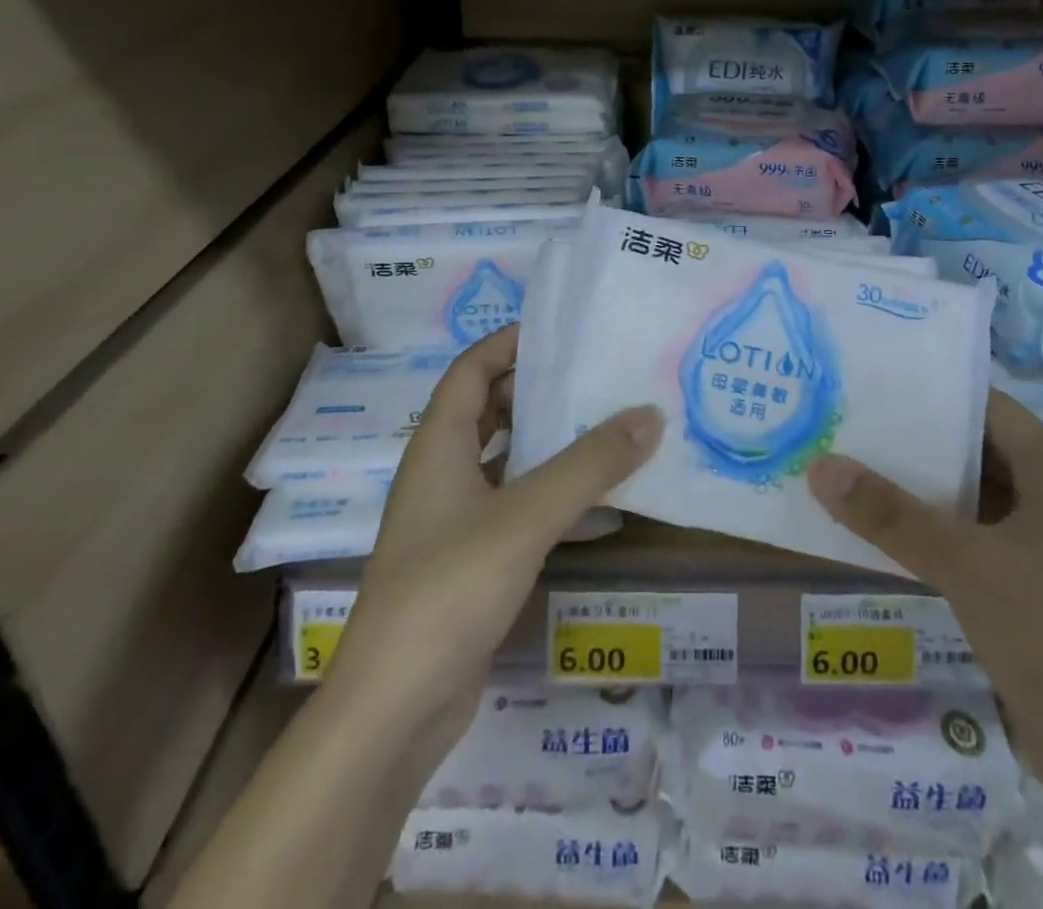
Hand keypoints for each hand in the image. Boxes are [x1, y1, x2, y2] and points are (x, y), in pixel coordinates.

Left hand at [328, 327, 662, 756]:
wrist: (393, 710)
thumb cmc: (449, 589)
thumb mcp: (525, 517)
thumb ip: (589, 466)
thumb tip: (650, 415)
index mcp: (438, 447)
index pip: (470, 371)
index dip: (507, 344)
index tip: (560, 331)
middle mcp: (440, 475)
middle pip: (487, 411)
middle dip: (535, 390)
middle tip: (594, 376)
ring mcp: (452, 522)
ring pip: (503, 461)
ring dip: (546, 443)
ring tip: (604, 426)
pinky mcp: (469, 563)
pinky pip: (514, 508)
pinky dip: (549, 494)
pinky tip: (594, 502)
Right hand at [806, 390, 1042, 809]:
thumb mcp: (964, 565)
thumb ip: (890, 515)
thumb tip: (821, 467)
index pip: (991, 408)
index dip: (937, 394)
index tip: (878, 386)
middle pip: (979, 451)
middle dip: (919, 442)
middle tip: (853, 426)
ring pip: (974, 499)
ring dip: (923, 490)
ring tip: (856, 470)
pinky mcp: (1034, 589)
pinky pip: (976, 541)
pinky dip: (935, 532)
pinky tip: (885, 533)